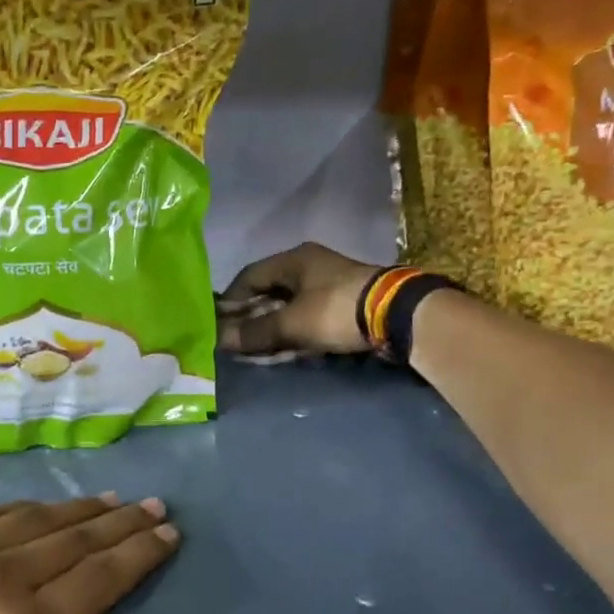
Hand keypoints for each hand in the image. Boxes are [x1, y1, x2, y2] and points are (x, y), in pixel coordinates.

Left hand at [0, 496, 178, 613]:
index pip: (98, 579)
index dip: (138, 555)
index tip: (169, 535)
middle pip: (75, 539)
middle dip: (121, 523)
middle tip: (156, 508)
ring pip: (37, 519)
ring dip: (81, 509)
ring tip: (114, 501)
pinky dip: (30, 508)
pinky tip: (43, 507)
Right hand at [216, 242, 378, 356]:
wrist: (396, 315)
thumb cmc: (335, 310)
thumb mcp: (290, 323)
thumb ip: (254, 332)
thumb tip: (219, 340)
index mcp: (294, 260)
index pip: (249, 276)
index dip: (231, 300)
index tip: (217, 323)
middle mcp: (309, 268)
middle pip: (269, 293)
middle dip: (250, 319)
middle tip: (234, 342)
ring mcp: (328, 286)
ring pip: (288, 308)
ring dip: (270, 329)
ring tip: (255, 352)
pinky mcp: (343, 306)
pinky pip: (307, 319)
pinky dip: (292, 334)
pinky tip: (282, 352)